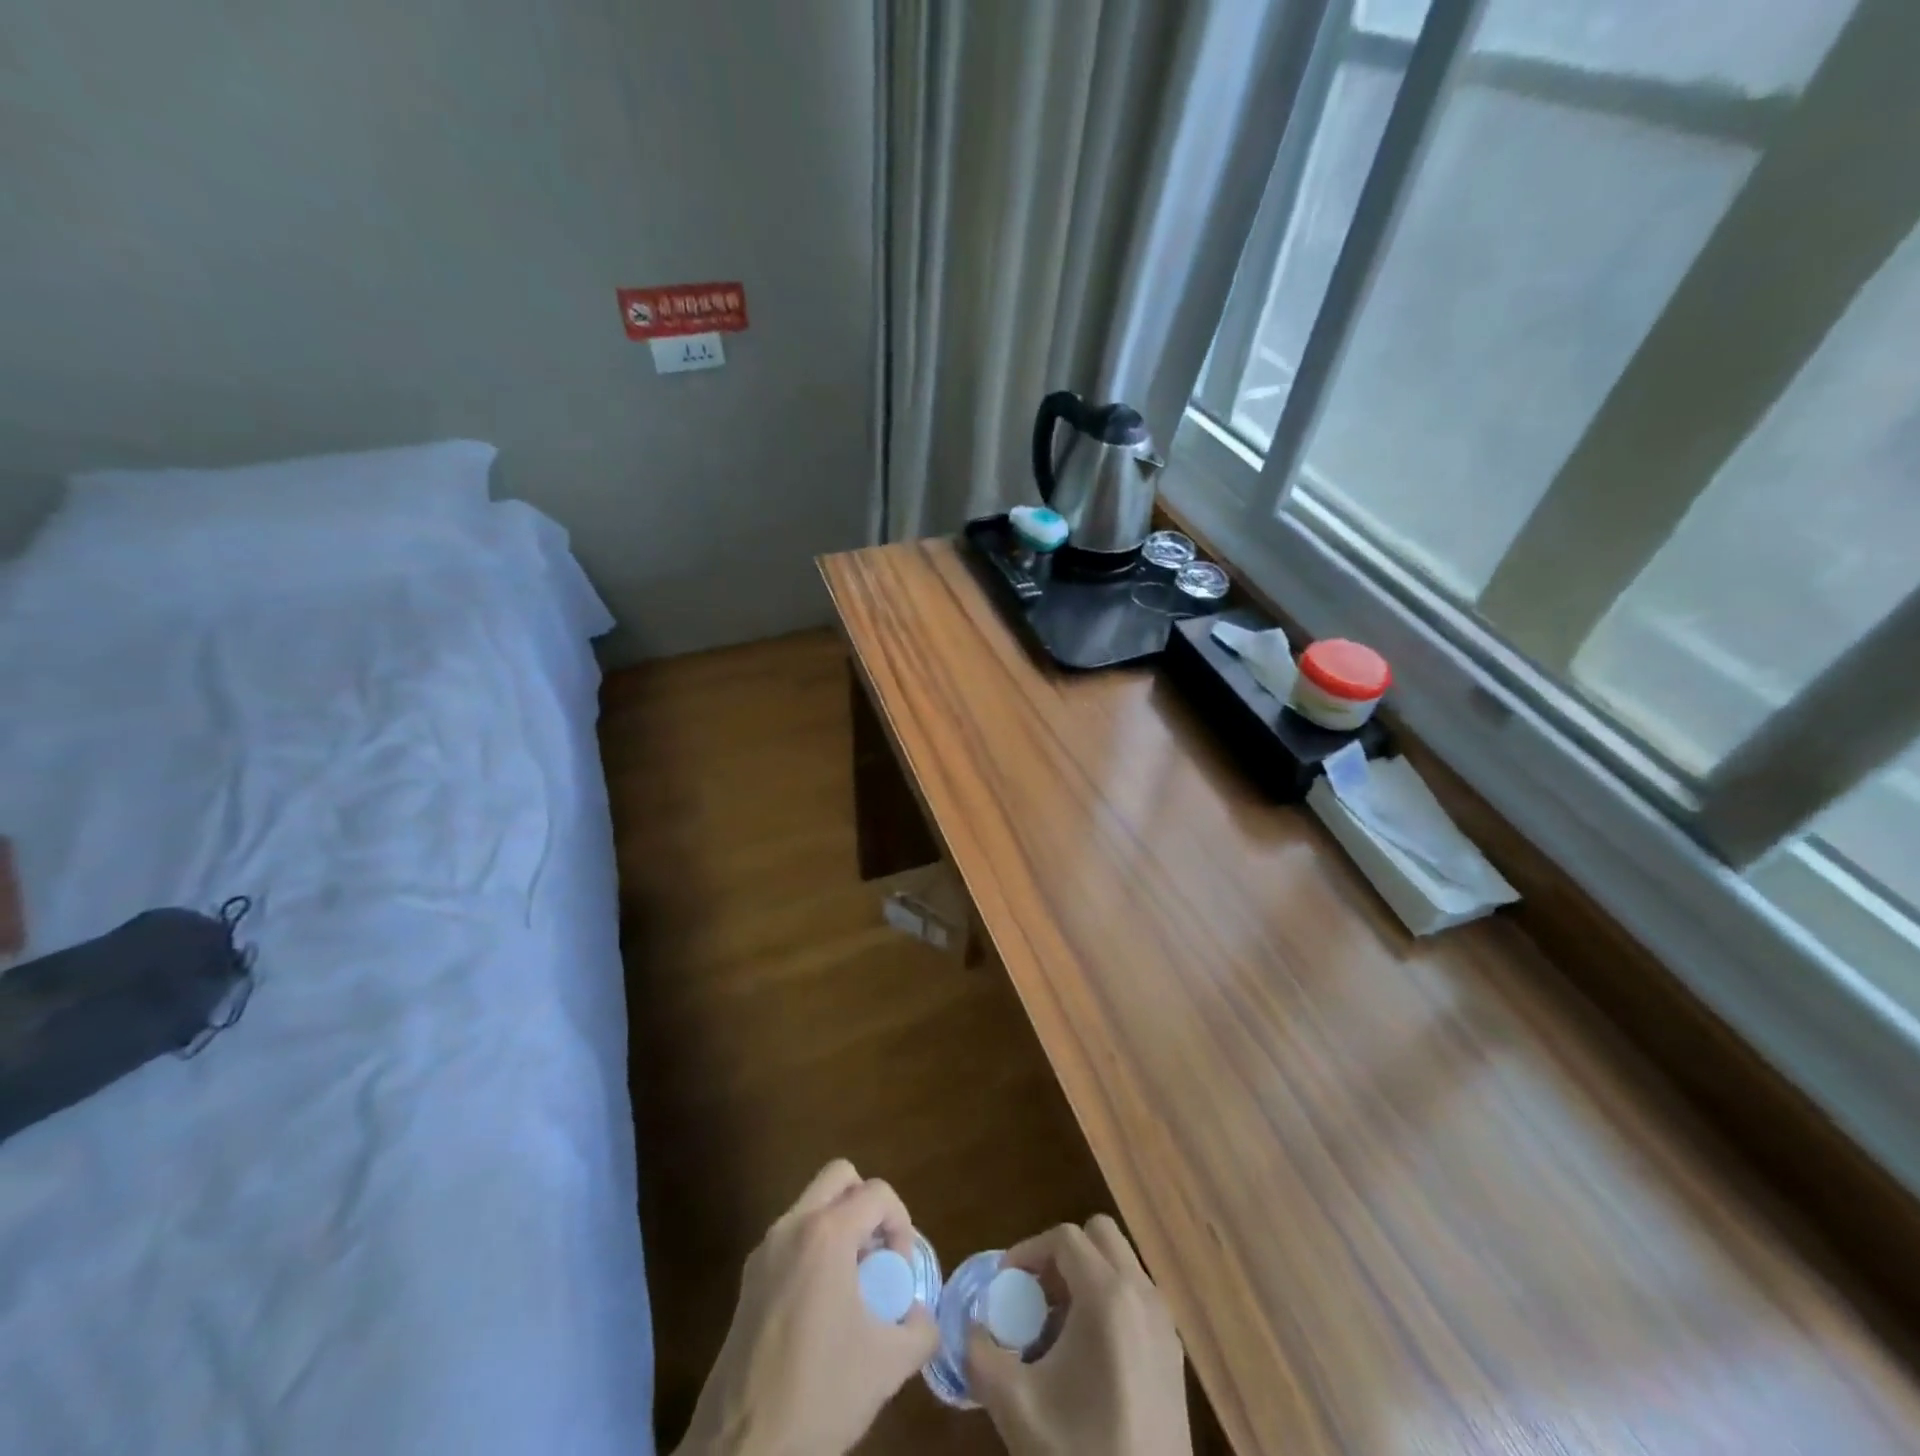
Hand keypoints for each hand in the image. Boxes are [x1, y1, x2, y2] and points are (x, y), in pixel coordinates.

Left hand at [675, 1160, 940, 1455]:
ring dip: (841, 1228)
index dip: (901, 1225)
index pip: (877, 1193)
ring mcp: (764, 1251)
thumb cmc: (819, 1394)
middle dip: (867, 1207)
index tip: (899, 1274)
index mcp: (826, 1234)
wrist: (741, 1451)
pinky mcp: (748, 1280)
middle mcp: (791, 1226)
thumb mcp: (887, 1365)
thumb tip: (920, 1315)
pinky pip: (792, 1238)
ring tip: (853, 1288)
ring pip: (812, 1205)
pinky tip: (822, 1310)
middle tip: (877, 1257)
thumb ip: (920, 1329)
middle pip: (840, 1177)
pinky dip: (815, 1251)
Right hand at [966, 1216, 1189, 1455]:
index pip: (1064, 1238)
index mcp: (1107, 1295)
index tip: (1005, 1282)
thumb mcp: (1016, 1406)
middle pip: (1100, 1236)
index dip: (1029, 1251)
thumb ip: (980, 1355)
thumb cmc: (1080, 1452)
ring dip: (1087, 1277)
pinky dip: (1110, 1302)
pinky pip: (1137, 1297)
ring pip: (1121, 1264)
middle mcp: (1142, 1294)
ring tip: (1058, 1326)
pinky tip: (1088, 1356)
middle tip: (1036, 1294)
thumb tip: (971, 1327)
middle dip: (1063, 1255)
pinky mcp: (1174, 1352)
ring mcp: (1164, 1322)